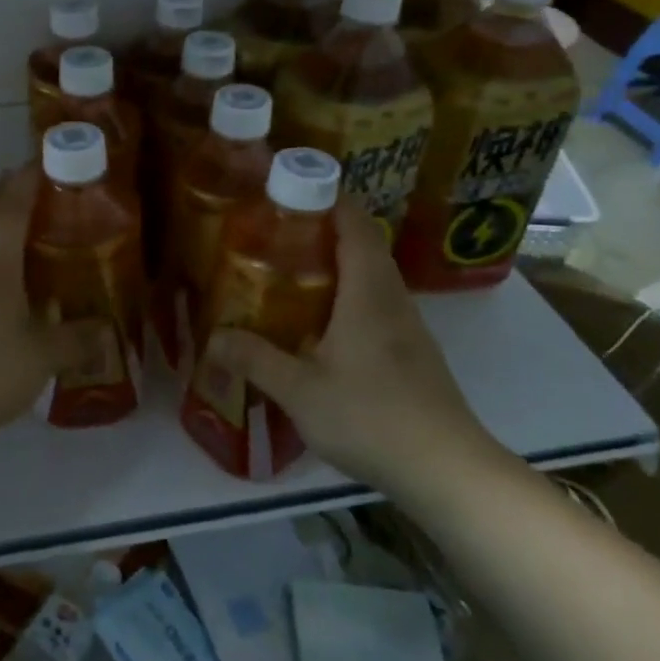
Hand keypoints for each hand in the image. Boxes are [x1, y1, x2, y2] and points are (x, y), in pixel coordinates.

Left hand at [0, 166, 81, 441]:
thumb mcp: (43, 355)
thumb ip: (77, 340)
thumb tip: (108, 331)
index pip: (11, 209)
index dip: (26, 181)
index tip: (41, 158)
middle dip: (6, 195)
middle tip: (35, 185)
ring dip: (1, 231)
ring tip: (34, 237)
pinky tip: (15, 289)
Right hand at [204, 200, 500, 502]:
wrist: (446, 470)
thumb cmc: (372, 417)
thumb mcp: (300, 390)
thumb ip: (256, 359)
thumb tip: (213, 338)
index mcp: (368, 292)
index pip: (354, 224)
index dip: (327, 199)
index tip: (290, 190)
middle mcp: (392, 298)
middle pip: (364, 244)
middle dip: (324, 230)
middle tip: (277, 233)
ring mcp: (408, 326)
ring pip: (372, 276)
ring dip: (337, 264)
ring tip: (291, 272)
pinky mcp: (413, 353)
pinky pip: (377, 304)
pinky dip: (348, 295)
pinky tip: (321, 324)